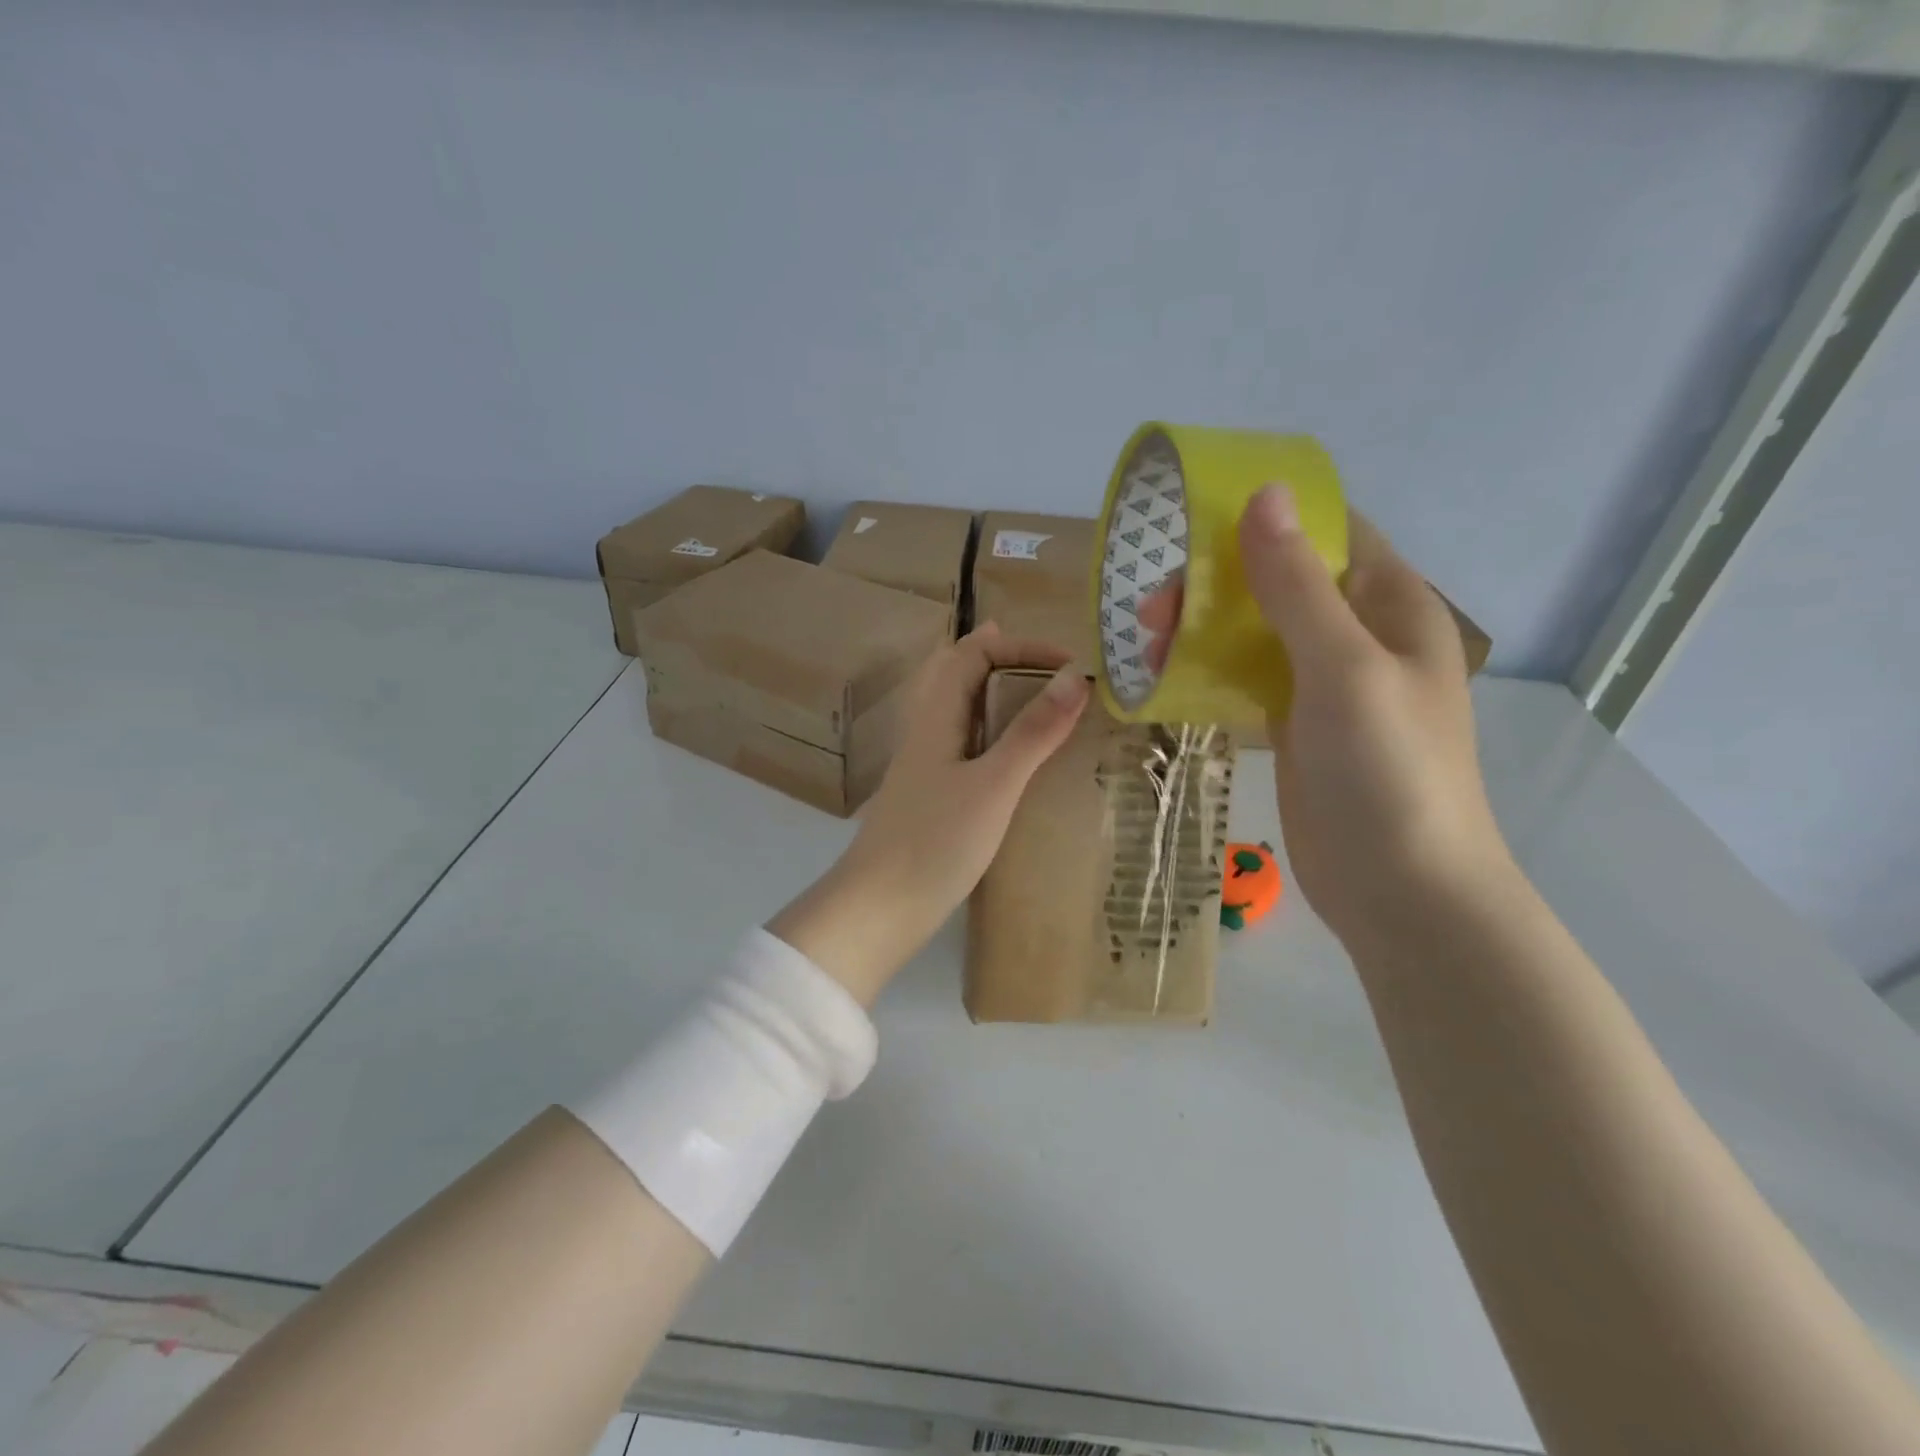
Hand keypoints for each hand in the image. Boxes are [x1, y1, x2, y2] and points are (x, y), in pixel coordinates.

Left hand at [768, 624, 1089, 1003]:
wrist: (880, 908)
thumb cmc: (936, 841)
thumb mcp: (994, 784)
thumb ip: (1032, 732)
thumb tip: (1074, 676)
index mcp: (937, 716)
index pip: (974, 653)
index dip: (1021, 647)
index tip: (1070, 666)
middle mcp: (927, 732)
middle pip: (960, 675)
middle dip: (1006, 662)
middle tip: (1052, 674)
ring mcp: (926, 766)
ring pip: (963, 712)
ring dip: (1000, 699)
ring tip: (1043, 710)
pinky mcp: (932, 797)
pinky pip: (966, 747)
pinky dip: (995, 738)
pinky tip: (1018, 765)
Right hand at [1142, 486, 1510, 952]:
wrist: (1400, 888)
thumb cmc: (1386, 770)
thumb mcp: (1343, 668)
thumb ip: (1297, 586)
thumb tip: (1264, 494)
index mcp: (1390, 605)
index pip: (1329, 532)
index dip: (1268, 516)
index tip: (1194, 522)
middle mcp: (1358, 634)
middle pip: (1280, 580)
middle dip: (1215, 583)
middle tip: (1152, 609)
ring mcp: (1324, 683)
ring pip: (1255, 630)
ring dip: (1203, 627)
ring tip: (1147, 643)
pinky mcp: (1294, 724)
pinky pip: (1246, 677)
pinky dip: (1207, 668)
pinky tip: (1164, 673)